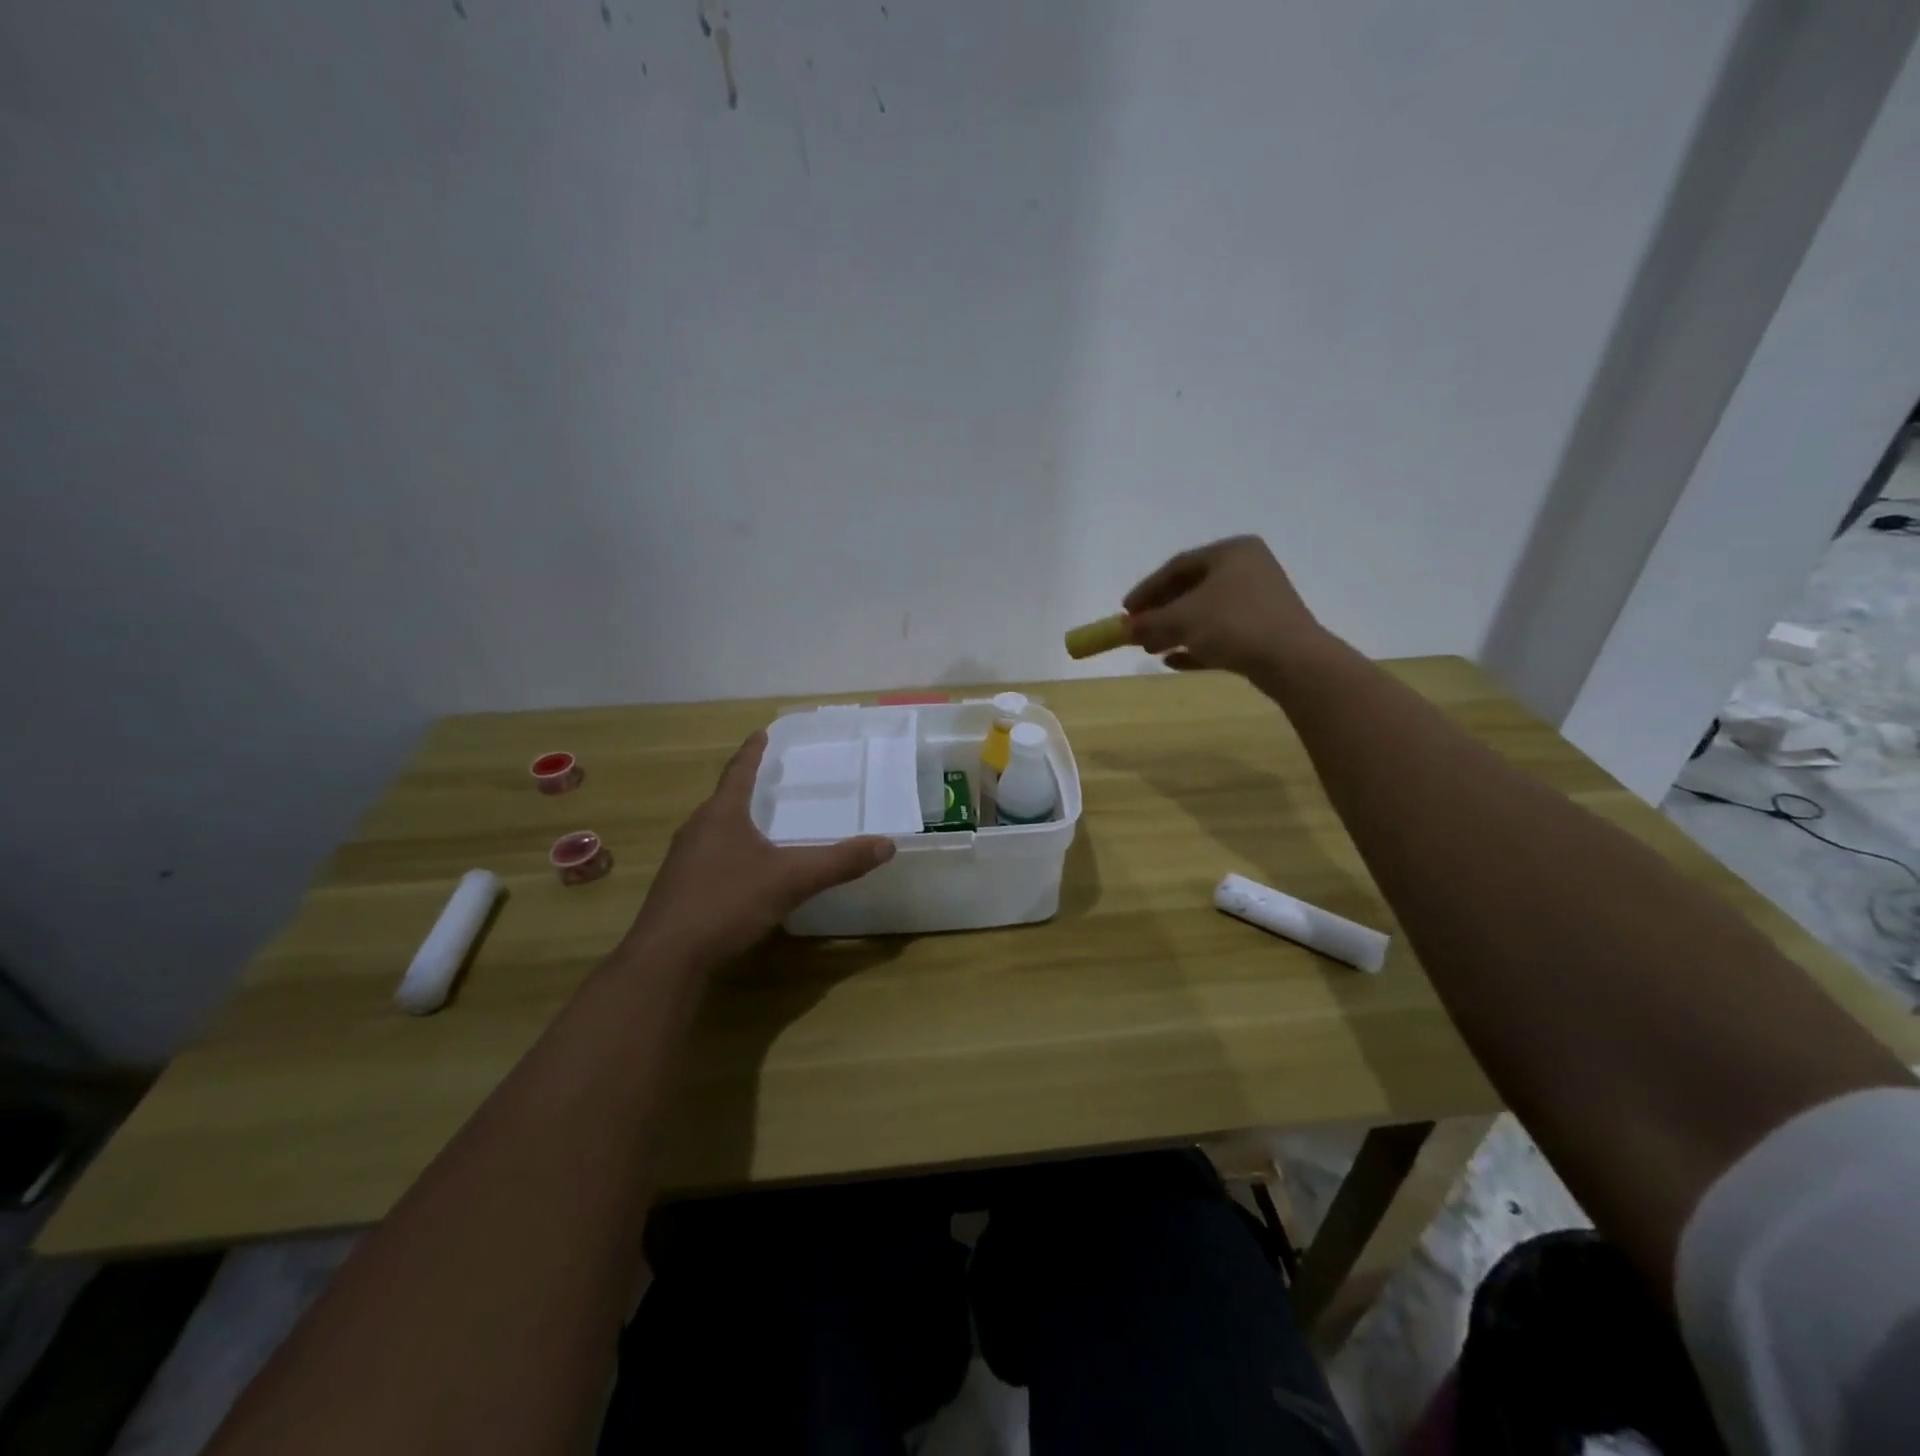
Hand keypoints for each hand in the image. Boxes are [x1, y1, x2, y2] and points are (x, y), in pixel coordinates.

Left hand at [623, 732, 895, 967]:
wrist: (666, 958)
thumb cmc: (727, 903)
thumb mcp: (791, 880)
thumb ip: (838, 862)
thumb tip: (887, 844)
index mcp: (721, 815)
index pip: (739, 771)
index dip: (752, 752)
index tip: (760, 733)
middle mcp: (697, 829)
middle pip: (724, 799)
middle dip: (746, 788)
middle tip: (770, 780)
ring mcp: (682, 860)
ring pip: (714, 830)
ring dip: (736, 822)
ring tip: (760, 824)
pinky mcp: (677, 888)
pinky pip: (708, 857)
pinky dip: (729, 852)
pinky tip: (743, 872)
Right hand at [1123, 536, 1329, 680]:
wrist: (1291, 660)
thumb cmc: (1233, 625)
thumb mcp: (1181, 620)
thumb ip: (1148, 623)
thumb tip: (1123, 630)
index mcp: (1231, 552)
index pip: (1178, 566)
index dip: (1147, 589)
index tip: (1125, 611)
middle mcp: (1248, 569)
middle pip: (1192, 589)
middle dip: (1160, 613)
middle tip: (1137, 632)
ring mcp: (1259, 601)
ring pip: (1206, 614)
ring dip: (1174, 631)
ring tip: (1151, 650)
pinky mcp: (1265, 631)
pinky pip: (1222, 634)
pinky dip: (1196, 645)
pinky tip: (1173, 662)